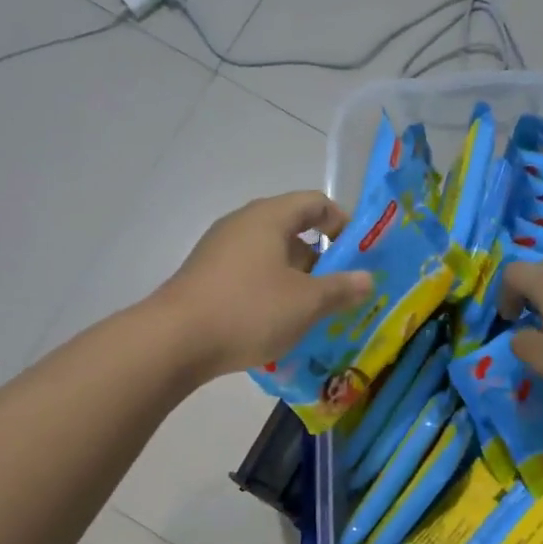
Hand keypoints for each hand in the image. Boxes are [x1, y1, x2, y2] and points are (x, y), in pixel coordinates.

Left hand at [155, 191, 374, 379]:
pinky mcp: (205, 279)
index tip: (360, 253)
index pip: (315, 202)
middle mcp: (242, 225)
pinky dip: (269, 294)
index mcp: (268, 218)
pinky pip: (249, 278)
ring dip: (295, 281)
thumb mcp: (306, 303)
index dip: (342, 222)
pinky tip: (276, 325)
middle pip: (291, 231)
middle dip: (321, 260)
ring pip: (270, 259)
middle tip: (341, 291)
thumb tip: (367, 279)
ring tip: (313, 314)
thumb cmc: (249, 311)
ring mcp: (219, 252)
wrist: (175, 341)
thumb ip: (341, 289)